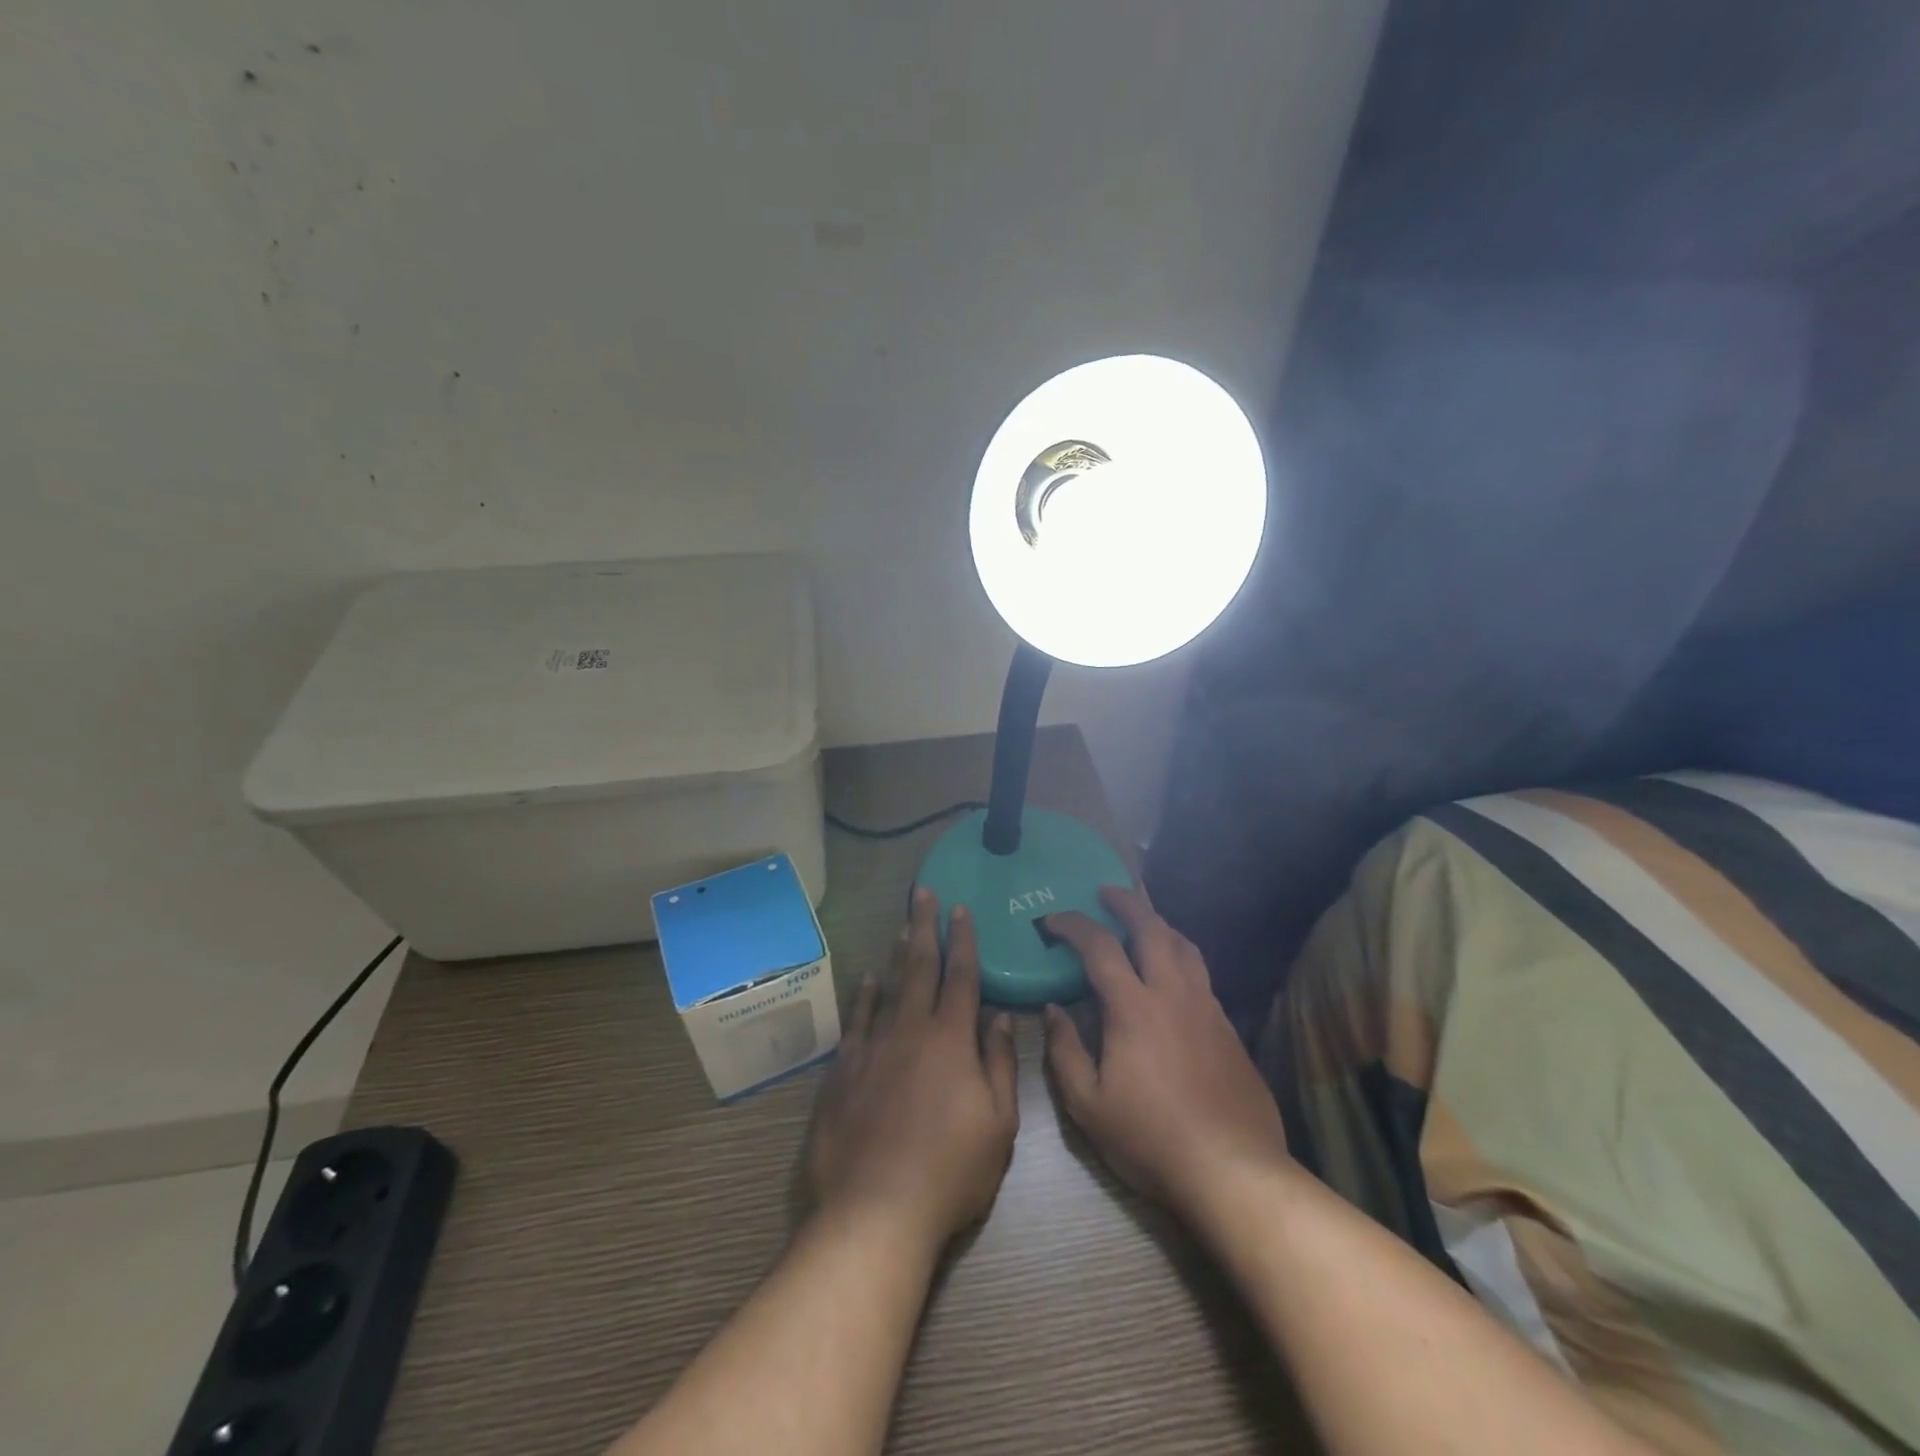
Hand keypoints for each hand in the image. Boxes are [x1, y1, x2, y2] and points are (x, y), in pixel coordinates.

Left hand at [806, 889, 1018, 1245]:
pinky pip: (856, 1020)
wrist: (876, 1209)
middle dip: (925, 926)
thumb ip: (998, 1063)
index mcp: (951, 1040)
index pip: (961, 977)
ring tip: (902, 926)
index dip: (964, 941)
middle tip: (924, 892)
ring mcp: (873, 1046)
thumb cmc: (950, 1171)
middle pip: (920, 967)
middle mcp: (910, 1030)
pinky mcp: (843, 1069)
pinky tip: (866, 980)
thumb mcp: (998, 1124)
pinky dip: (863, 995)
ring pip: (886, 986)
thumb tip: (997, 1016)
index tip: (961, 909)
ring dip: (896, 953)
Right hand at [1043, 887, 1289, 1218]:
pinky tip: (1173, 976)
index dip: (1074, 925)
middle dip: (1126, 902)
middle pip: (1152, 928)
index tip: (1054, 920)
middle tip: (1106, 890)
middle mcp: (1172, 994)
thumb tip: (1055, 1009)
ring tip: (1143, 921)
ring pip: (1184, 946)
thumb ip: (1065, 1051)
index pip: (1100, 947)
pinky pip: (1201, 975)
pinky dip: (1181, 958)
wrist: (1233, 1170)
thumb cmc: (1150, 1138)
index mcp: (1134, 1007)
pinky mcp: (1229, 1028)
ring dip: (1159, 924)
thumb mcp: (1088, 1105)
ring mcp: (1207, 1008)